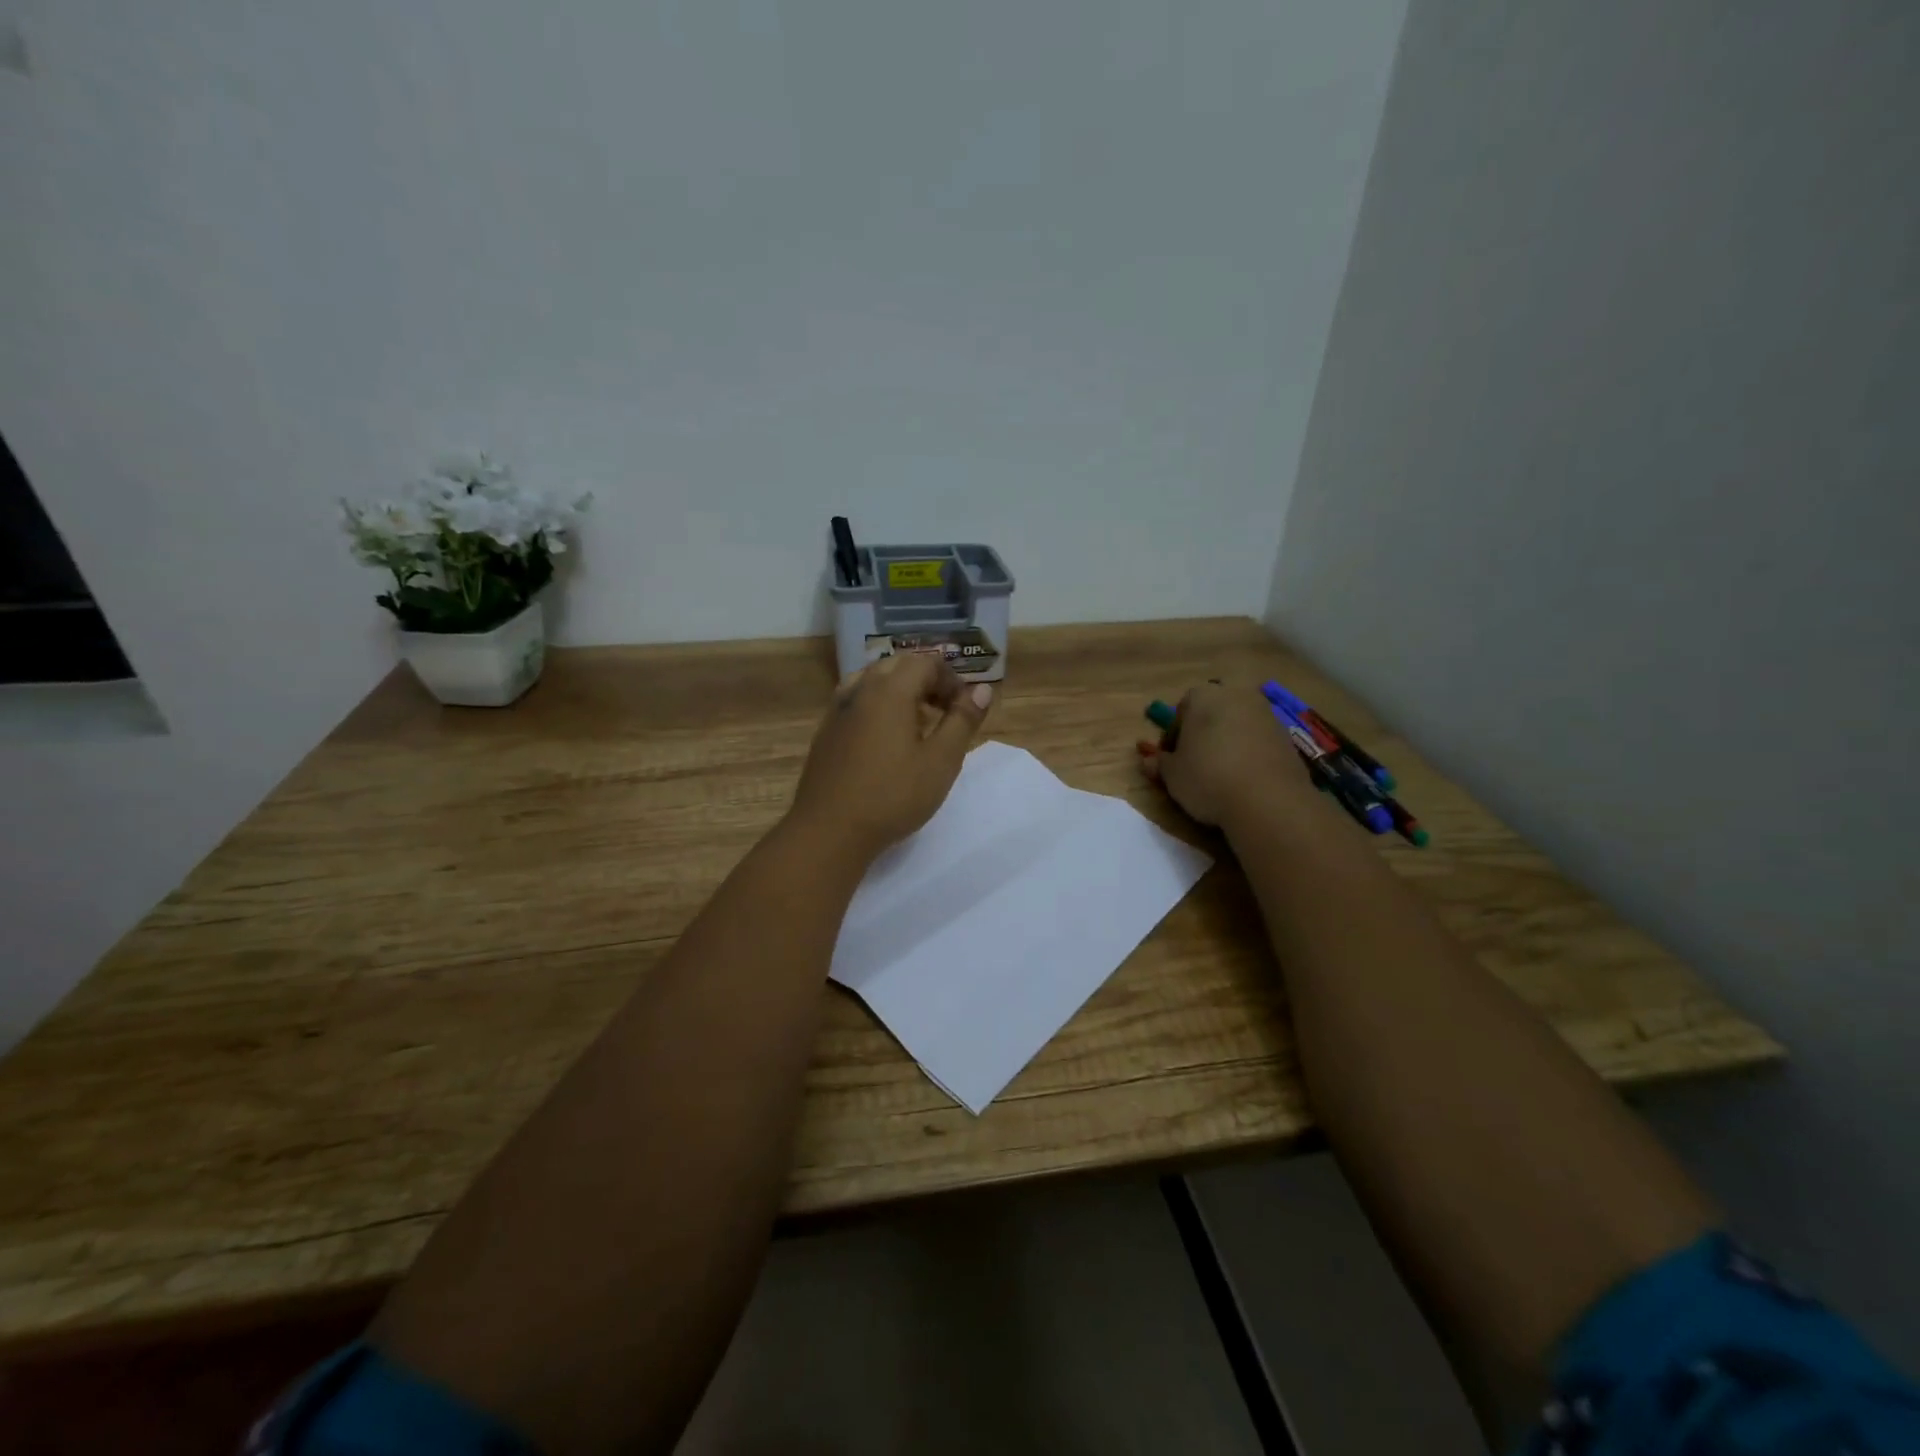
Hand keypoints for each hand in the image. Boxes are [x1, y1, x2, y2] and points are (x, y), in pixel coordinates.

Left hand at [789, 653, 994, 859]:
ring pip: (872, 682)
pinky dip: (878, 707)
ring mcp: (837, 710)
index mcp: (890, 690)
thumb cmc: (892, 795)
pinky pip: (856, 702)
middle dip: (926, 681)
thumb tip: (982, 689)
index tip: (964, 708)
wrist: (829, 830)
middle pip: (897, 666)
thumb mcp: (941, 761)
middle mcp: (860, 690)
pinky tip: (886, 741)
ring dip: (900, 692)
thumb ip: (963, 720)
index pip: (925, 663)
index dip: (951, 679)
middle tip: (945, 712)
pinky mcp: (826, 732)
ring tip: (917, 724)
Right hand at [1137, 683, 1312, 829]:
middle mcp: (1236, 695)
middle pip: (1213, 711)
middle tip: (1196, 761)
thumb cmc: (1207, 778)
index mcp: (1203, 696)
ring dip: (1228, 741)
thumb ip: (1159, 763)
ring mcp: (1266, 713)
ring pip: (1238, 723)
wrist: (1267, 800)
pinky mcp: (1287, 735)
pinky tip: (1244, 778)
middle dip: (1204, 731)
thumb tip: (1147, 760)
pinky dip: (1250, 752)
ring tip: (1221, 773)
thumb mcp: (1172, 775)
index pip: (1181, 709)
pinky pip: (1259, 739)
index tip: (1172, 758)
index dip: (1173, 735)